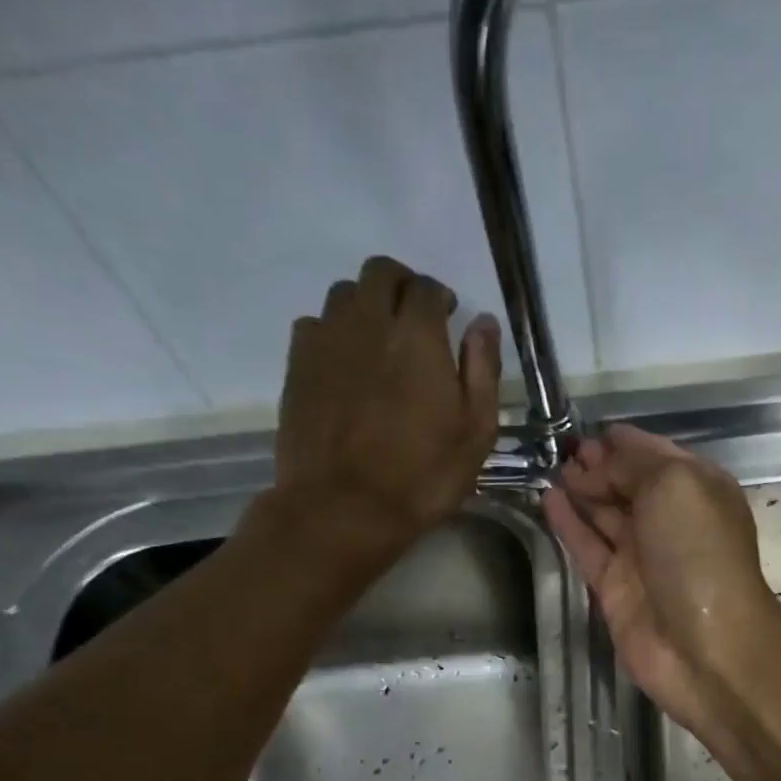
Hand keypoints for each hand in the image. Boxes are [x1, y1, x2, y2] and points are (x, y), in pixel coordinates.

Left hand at [271, 255, 501, 569]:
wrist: (343, 508)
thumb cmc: (421, 476)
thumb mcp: (475, 433)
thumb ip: (482, 371)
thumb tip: (483, 323)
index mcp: (417, 337)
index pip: (426, 288)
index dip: (440, 297)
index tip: (447, 318)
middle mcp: (368, 323)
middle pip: (380, 273)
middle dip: (401, 286)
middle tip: (413, 321)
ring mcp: (326, 341)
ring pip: (343, 294)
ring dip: (366, 306)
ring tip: (378, 341)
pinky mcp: (297, 365)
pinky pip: (314, 324)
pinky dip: (334, 331)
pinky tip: (345, 364)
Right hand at [543, 425, 780, 732]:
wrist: (704, 646)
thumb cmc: (698, 553)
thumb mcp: (674, 486)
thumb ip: (633, 466)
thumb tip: (598, 464)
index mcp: (699, 490)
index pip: (658, 455)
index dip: (627, 442)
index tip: (593, 430)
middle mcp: (671, 520)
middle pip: (630, 484)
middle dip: (601, 465)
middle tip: (564, 450)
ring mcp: (642, 556)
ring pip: (606, 515)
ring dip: (581, 490)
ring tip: (550, 468)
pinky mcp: (615, 587)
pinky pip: (587, 547)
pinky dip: (568, 524)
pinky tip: (547, 500)